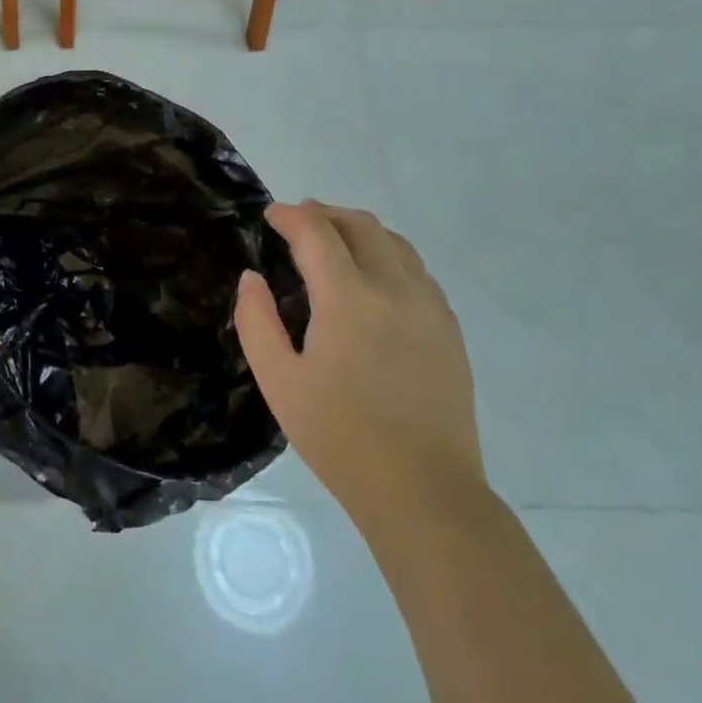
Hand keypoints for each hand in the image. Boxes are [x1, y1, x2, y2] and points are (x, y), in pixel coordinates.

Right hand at [235, 202, 482, 522]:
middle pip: (362, 226)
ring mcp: (430, 307)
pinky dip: (389, 256)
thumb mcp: (278, 381)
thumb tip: (252, 278)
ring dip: (360, 230)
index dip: (291, 216)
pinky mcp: (449, 329)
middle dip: (326, 213)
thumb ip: (256, 321)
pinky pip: (418, 271)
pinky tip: (374, 278)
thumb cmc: (339, 436)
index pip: (317, 233)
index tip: (270, 215)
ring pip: (396, 244)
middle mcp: (395, 289)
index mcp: (349, 298)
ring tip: (334, 241)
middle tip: (298, 221)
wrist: (422, 488)